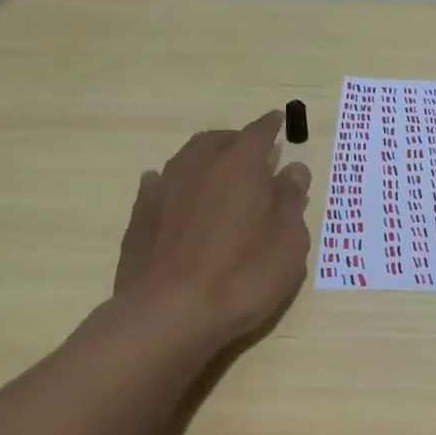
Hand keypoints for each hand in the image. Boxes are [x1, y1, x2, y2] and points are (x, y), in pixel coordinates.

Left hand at [110, 111, 312, 348]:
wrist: (169, 313)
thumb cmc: (242, 276)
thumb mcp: (288, 241)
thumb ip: (291, 200)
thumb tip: (294, 169)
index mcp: (240, 165)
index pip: (259, 132)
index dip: (271, 126)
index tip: (279, 120)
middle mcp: (200, 165)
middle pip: (219, 140)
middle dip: (237, 142)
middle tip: (253, 157)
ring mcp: (165, 187)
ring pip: (188, 158)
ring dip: (206, 160)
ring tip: (218, 175)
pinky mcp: (141, 215)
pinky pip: (160, 184)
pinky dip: (175, 184)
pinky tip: (176, 195)